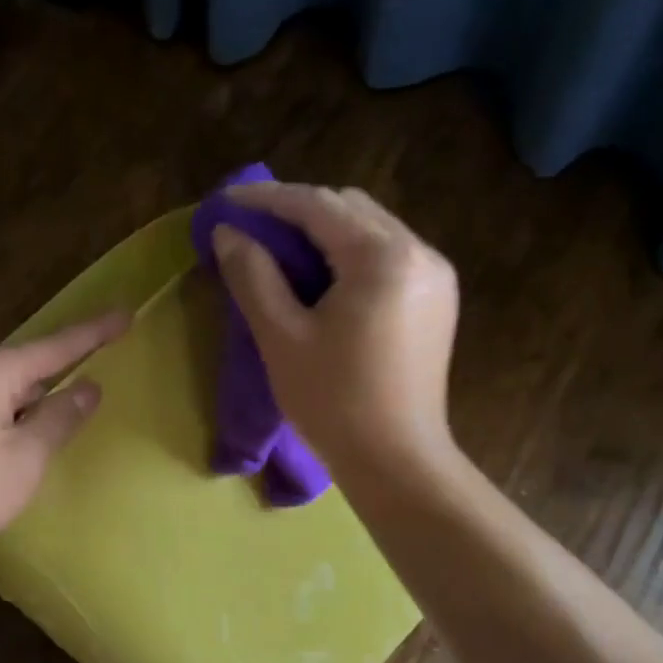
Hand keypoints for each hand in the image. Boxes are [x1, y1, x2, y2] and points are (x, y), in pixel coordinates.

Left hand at [0, 311, 129, 551]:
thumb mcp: (26, 458)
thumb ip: (61, 417)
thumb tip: (88, 387)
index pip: (52, 348)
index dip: (93, 334)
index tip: (125, 315)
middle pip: (22, 368)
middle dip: (53, 382)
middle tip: (84, 399)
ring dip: (24, 405)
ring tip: (40, 438)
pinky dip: (0, 416)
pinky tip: (4, 446)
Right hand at [214, 183, 458, 474]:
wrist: (397, 462)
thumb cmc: (334, 403)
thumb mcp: (282, 338)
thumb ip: (253, 277)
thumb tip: (229, 235)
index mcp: (382, 256)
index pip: (317, 205)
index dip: (266, 200)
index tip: (225, 203)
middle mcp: (418, 251)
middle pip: (350, 208)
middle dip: (298, 212)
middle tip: (253, 231)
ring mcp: (435, 276)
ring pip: (372, 230)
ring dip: (326, 233)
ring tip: (283, 254)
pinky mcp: (437, 301)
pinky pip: (389, 257)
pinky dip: (352, 256)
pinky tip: (325, 281)